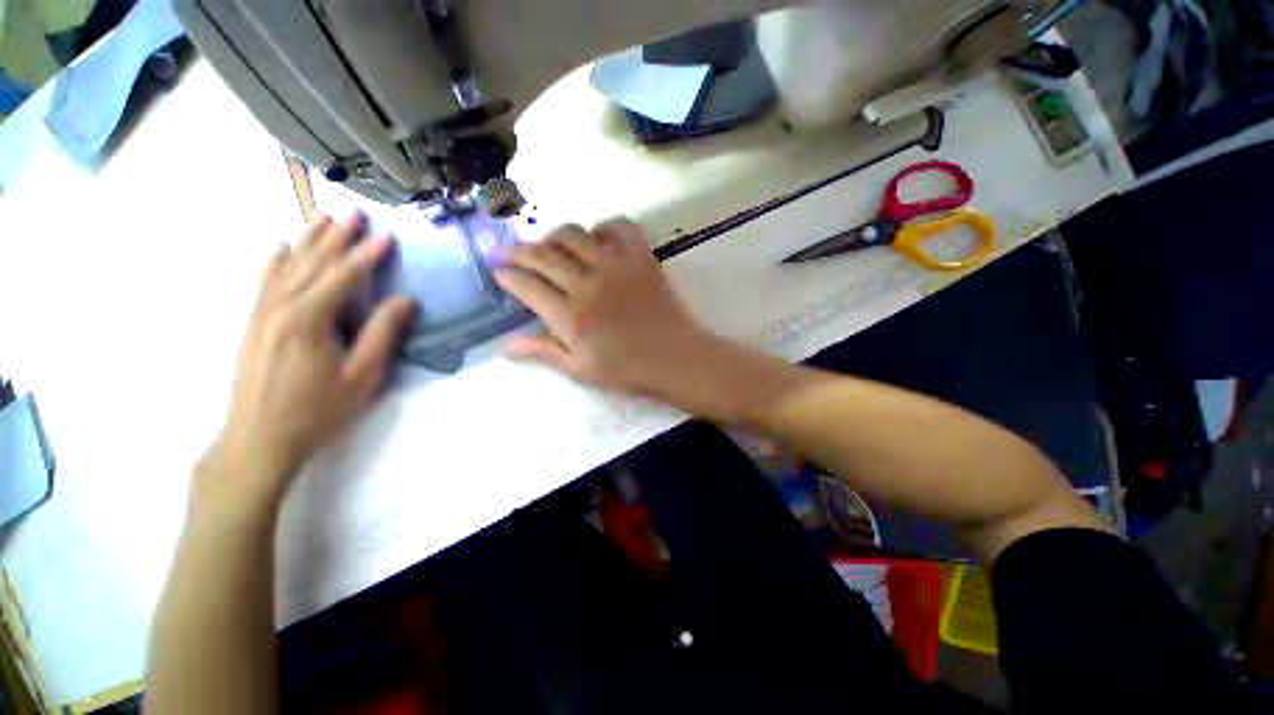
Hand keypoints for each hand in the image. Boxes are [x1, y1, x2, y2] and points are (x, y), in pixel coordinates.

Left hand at [198, 213, 414, 506]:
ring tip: (324, 218)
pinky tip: (281, 247)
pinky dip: (275, 261)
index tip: (387, 236)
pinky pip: (264, 281)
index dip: (367, 255)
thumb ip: (382, 334)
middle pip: (312, 263)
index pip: (343, 277)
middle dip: (336, 238)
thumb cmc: (318, 410)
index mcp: (309, 320)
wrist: (258, 439)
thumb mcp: (362, 377)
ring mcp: (261, 313)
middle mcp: (280, 307)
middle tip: (355, 214)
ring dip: (308, 241)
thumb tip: (404, 301)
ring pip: (287, 266)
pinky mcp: (252, 323)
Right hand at [493, 219, 719, 397]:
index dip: (508, 276)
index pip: (527, 285)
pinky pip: (619, 227)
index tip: (499, 273)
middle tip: (509, 252)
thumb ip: (542, 351)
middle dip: (518, 251)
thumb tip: (503, 346)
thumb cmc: (627, 369)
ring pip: (573, 234)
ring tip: (550, 246)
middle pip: (543, 255)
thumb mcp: (580, 368)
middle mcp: (588, 283)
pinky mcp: (641, 257)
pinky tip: (597, 239)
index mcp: (570, 316)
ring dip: (554, 236)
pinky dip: (602, 227)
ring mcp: (616, 266)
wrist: (675, 357)